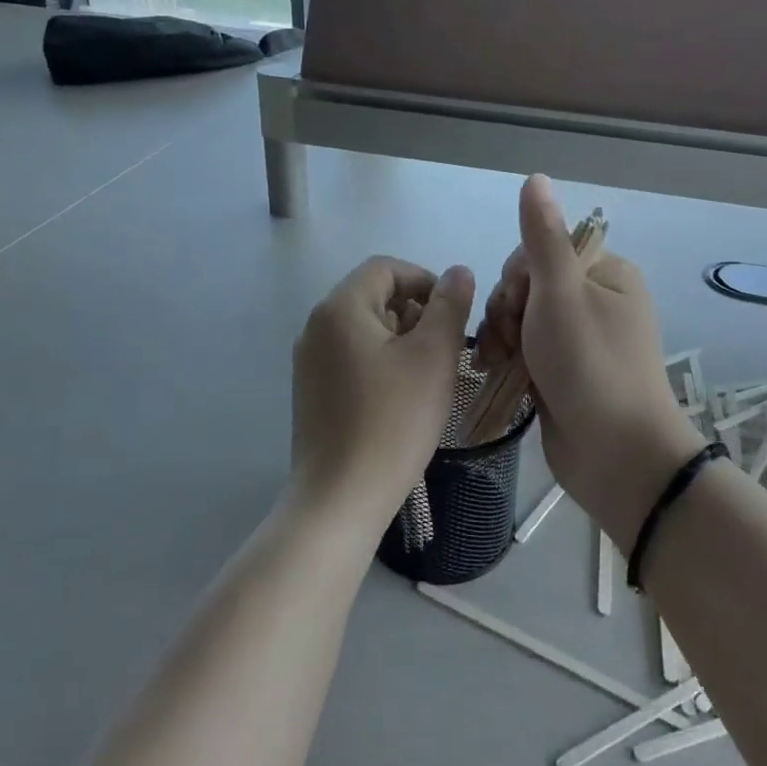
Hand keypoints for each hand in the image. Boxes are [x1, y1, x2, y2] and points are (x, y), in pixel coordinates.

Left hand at [290, 256, 475, 537]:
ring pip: (363, 327)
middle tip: (446, 347)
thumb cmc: (393, 421)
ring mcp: (309, 360)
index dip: (424, 279)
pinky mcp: (311, 390)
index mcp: (340, 308)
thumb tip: (457, 272)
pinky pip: (350, 355)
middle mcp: (316, 326)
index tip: (453, 312)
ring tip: (428, 372)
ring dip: (400, 336)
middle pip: (372, 295)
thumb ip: (449, 306)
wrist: (340, 497)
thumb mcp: (433, 357)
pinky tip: (401, 395)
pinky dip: (380, 360)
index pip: (385, 268)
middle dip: (414, 310)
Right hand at [479, 177, 705, 549]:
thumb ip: (543, 236)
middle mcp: (597, 301)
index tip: (518, 305)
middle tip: (512, 341)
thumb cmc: (589, 366)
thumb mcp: (561, 293)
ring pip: (522, 320)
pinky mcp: (566, 373)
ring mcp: (581, 340)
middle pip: (528, 285)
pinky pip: (527, 351)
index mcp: (606, 273)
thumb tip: (535, 177)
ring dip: (505, 338)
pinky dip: (511, 360)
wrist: (615, 456)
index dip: (518, 275)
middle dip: (509, 311)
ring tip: (505, 365)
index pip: (542, 251)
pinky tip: (500, 375)